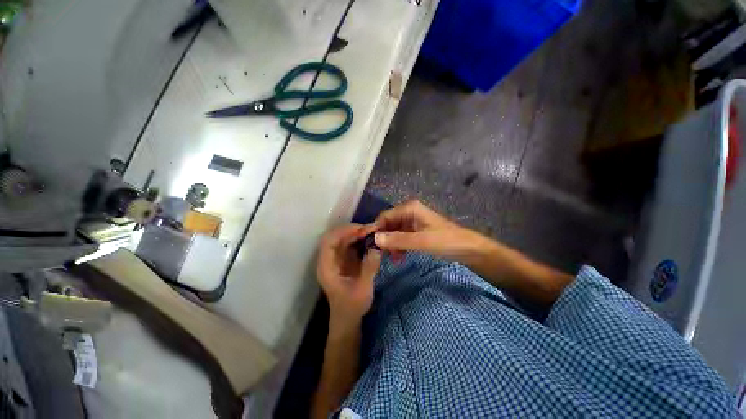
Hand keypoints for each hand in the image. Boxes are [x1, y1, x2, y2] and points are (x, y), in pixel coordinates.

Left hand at [317, 224, 381, 324]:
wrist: (348, 319)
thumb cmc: (352, 306)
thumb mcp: (363, 288)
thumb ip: (369, 267)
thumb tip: (377, 246)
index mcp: (327, 267)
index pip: (329, 241)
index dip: (344, 232)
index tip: (362, 230)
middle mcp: (329, 259)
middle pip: (334, 236)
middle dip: (351, 230)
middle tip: (369, 229)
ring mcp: (336, 259)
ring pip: (342, 238)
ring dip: (356, 233)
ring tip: (371, 232)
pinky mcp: (344, 259)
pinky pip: (349, 244)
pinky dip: (359, 239)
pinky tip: (369, 239)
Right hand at [374, 200, 488, 261]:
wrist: (468, 249)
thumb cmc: (446, 241)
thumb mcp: (420, 241)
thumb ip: (397, 240)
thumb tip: (374, 238)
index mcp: (409, 208)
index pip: (385, 216)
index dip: (376, 228)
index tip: (369, 244)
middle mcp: (409, 212)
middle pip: (389, 224)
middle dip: (384, 238)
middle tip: (380, 255)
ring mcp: (413, 222)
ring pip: (394, 232)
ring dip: (391, 244)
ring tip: (392, 259)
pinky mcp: (417, 232)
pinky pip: (402, 238)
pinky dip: (399, 247)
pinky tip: (399, 258)